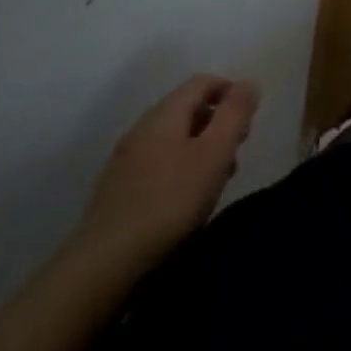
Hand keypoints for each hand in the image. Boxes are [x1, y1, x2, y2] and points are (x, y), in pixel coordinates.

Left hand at [74, 74, 257, 266]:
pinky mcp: (115, 192)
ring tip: (215, 181)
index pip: (202, 82)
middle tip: (235, 152)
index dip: (229, 92)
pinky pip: (156, 165)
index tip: (248, 119)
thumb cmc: (169, 203)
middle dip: (216, 124)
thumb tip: (248, 83)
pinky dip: (178, 170)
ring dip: (199, 149)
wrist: (102, 268)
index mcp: (165, 113)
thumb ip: (235, 114)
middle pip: (186, 110)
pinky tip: (184, 202)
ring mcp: (124, 161)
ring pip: (172, 140)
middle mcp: (141, 128)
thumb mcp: (215, 153)